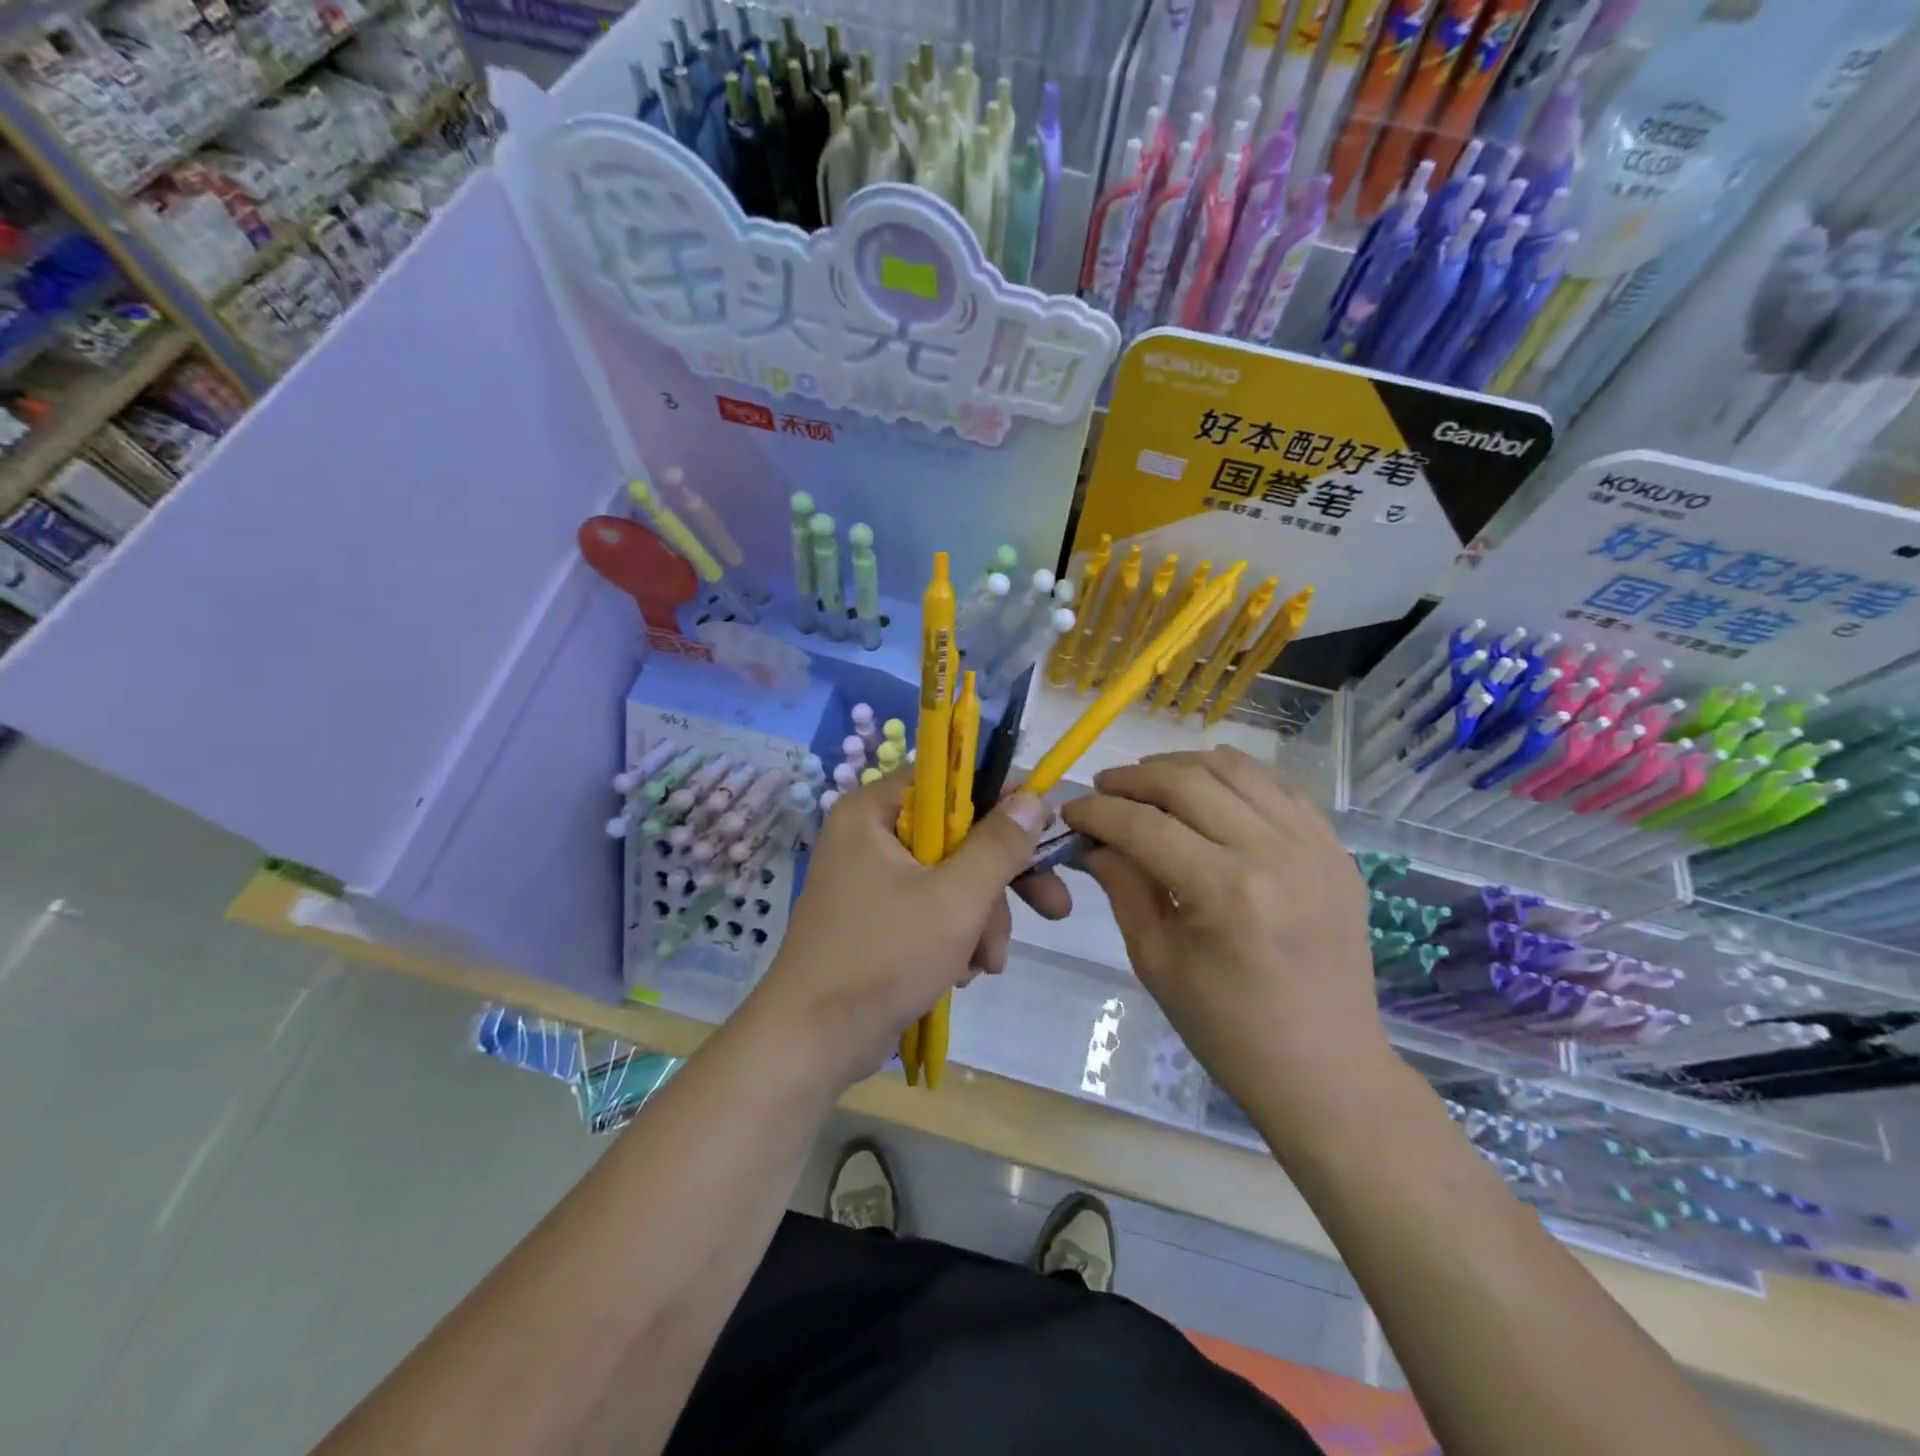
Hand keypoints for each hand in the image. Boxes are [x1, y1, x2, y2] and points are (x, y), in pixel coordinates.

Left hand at [744, 773, 1051, 1088]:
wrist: (814, 1041)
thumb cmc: (883, 957)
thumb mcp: (955, 899)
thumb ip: (999, 845)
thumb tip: (1033, 797)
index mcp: (874, 812)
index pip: (948, 780)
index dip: (1000, 799)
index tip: (1044, 826)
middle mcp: (870, 836)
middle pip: (957, 836)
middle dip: (1000, 882)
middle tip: (1054, 907)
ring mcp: (872, 879)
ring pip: (951, 878)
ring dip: (982, 920)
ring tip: (987, 963)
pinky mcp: (878, 918)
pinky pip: (932, 909)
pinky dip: (956, 937)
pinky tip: (962, 973)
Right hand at [1054, 747, 1389, 1116]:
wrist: (1326, 1070)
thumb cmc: (1228, 1029)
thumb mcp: (1156, 961)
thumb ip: (1123, 886)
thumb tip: (1090, 841)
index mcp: (1227, 892)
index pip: (1144, 826)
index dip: (1098, 812)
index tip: (1070, 811)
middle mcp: (1275, 853)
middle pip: (1188, 781)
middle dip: (1134, 778)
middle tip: (1104, 789)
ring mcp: (1315, 845)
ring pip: (1236, 769)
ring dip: (1182, 766)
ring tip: (1150, 782)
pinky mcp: (1336, 849)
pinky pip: (1278, 787)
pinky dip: (1234, 779)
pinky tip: (1208, 794)